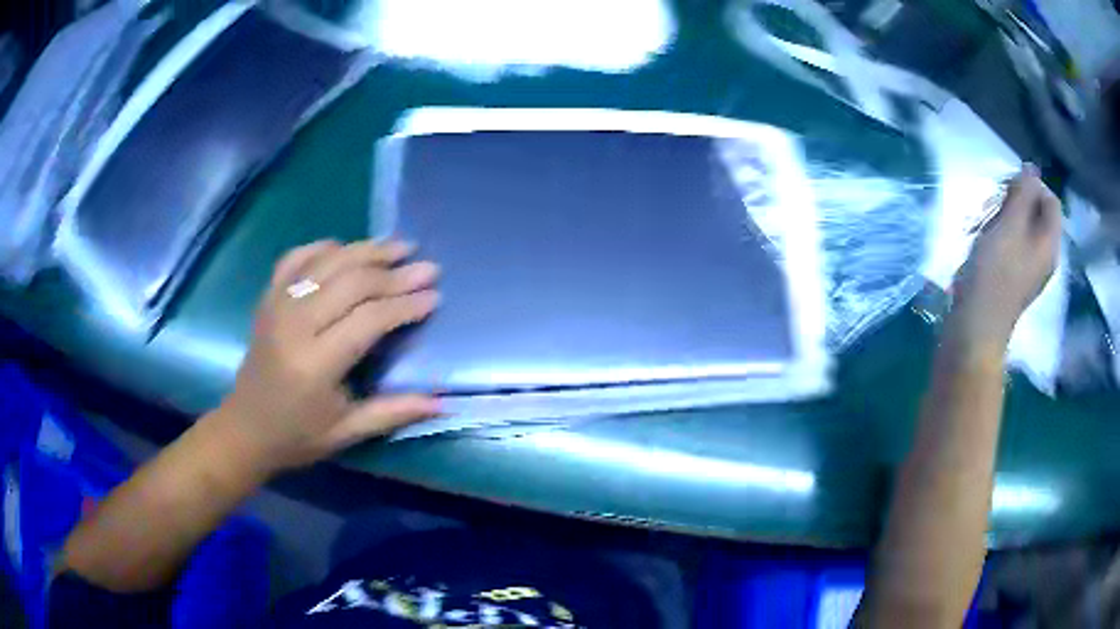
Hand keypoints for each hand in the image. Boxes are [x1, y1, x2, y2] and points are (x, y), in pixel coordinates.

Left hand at [207, 239, 440, 476]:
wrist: (245, 428)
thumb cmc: (298, 436)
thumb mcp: (347, 432)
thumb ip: (393, 412)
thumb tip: (444, 402)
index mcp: (316, 363)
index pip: (369, 319)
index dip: (405, 305)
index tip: (434, 297)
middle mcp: (295, 325)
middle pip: (352, 282)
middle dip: (394, 273)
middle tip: (427, 268)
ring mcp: (277, 304)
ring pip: (328, 261)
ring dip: (366, 250)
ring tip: (399, 246)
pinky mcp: (267, 298)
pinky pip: (296, 257)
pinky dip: (324, 247)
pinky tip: (345, 248)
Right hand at [953, 167, 1061, 347]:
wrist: (975, 327)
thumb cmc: (995, 272)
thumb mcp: (1010, 224)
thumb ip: (1024, 193)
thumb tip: (1032, 168)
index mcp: (1050, 243)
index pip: (1051, 200)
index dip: (1032, 187)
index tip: (1009, 189)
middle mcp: (1045, 256)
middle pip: (1038, 214)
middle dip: (1017, 202)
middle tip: (995, 207)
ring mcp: (1031, 270)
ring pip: (1025, 228)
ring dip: (1006, 218)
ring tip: (986, 225)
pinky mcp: (1016, 279)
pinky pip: (1016, 245)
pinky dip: (1002, 236)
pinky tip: (986, 242)